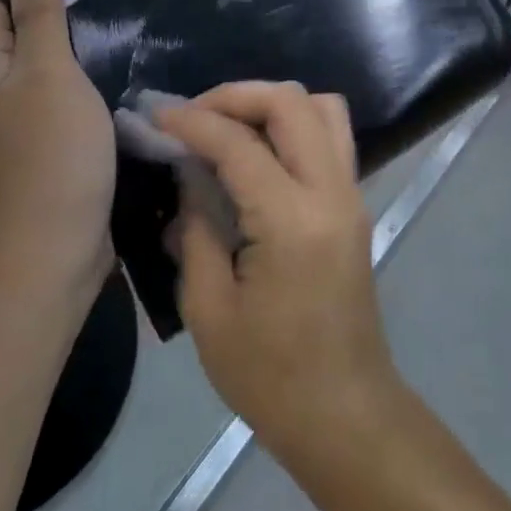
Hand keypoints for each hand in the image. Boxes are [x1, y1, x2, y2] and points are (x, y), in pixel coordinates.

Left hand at [0, 0, 114, 307]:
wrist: (49, 256)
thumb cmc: (49, 155)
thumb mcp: (47, 73)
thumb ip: (38, 17)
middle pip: (22, 33)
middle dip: (63, 15)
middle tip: (114, 6)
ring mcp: (18, 124)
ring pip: (47, 69)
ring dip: (80, 52)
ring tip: (126, 37)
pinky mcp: (46, 149)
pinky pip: (63, 102)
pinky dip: (87, 87)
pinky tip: (121, 83)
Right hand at [157, 83, 399, 461]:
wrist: (346, 414)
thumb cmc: (270, 376)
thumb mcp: (209, 310)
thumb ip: (196, 229)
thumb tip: (188, 177)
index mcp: (292, 220)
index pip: (239, 143)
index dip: (192, 122)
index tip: (156, 116)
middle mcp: (331, 191)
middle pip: (290, 102)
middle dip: (235, 96)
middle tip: (193, 115)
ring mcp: (351, 193)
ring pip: (320, 107)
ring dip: (270, 103)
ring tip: (228, 126)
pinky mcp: (354, 203)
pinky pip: (328, 134)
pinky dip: (291, 124)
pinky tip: (257, 152)